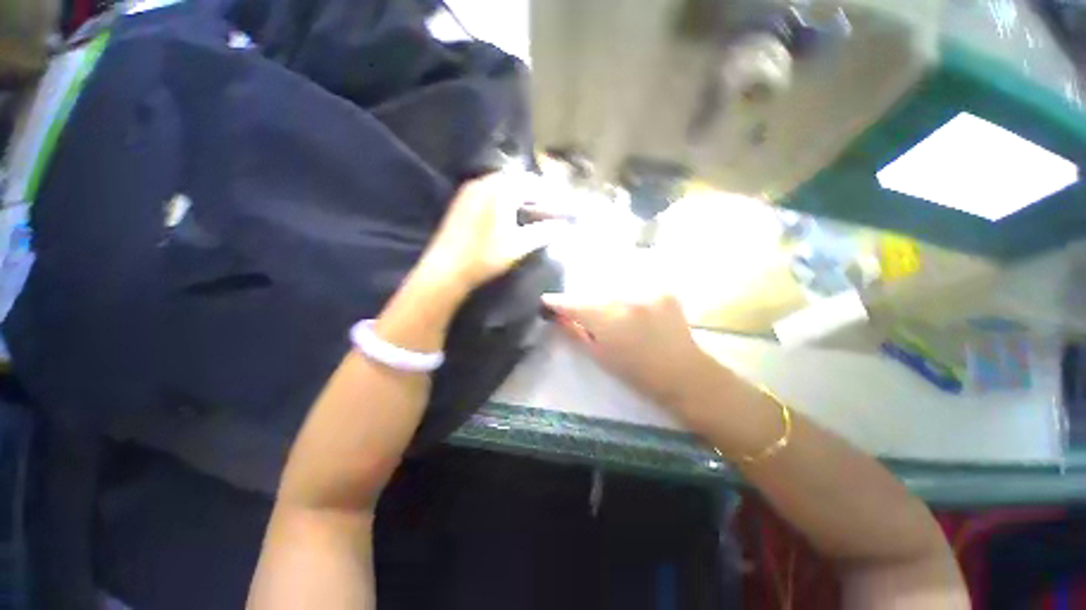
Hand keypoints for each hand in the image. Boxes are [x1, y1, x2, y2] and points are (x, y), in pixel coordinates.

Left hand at [414, 172, 567, 296]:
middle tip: (549, 203)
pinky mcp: (462, 200)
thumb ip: (543, 232)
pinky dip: (504, 196)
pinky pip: (489, 190)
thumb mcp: (519, 245)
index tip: (561, 202)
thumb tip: (564, 226)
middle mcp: (485, 182)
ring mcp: (471, 189)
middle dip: (536, 190)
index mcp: (501, 190)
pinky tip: (508, 211)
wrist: (446, 268)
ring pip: (502, 184)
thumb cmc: (486, 256)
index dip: (550, 193)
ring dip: (520, 193)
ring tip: (532, 207)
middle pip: (517, 180)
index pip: (533, 184)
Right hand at [542, 291, 715, 409]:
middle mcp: (625, 297)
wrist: (682, 373)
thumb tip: (557, 316)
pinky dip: (627, 294)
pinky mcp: (662, 289)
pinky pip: (634, 285)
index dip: (556, 302)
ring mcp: (646, 290)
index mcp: (607, 318)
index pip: (572, 303)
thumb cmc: (635, 372)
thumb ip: (575, 332)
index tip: (547, 301)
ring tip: (612, 313)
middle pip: (591, 292)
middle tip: (584, 314)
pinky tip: (632, 309)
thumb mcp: (598, 356)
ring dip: (606, 297)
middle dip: (584, 301)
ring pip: (612, 286)